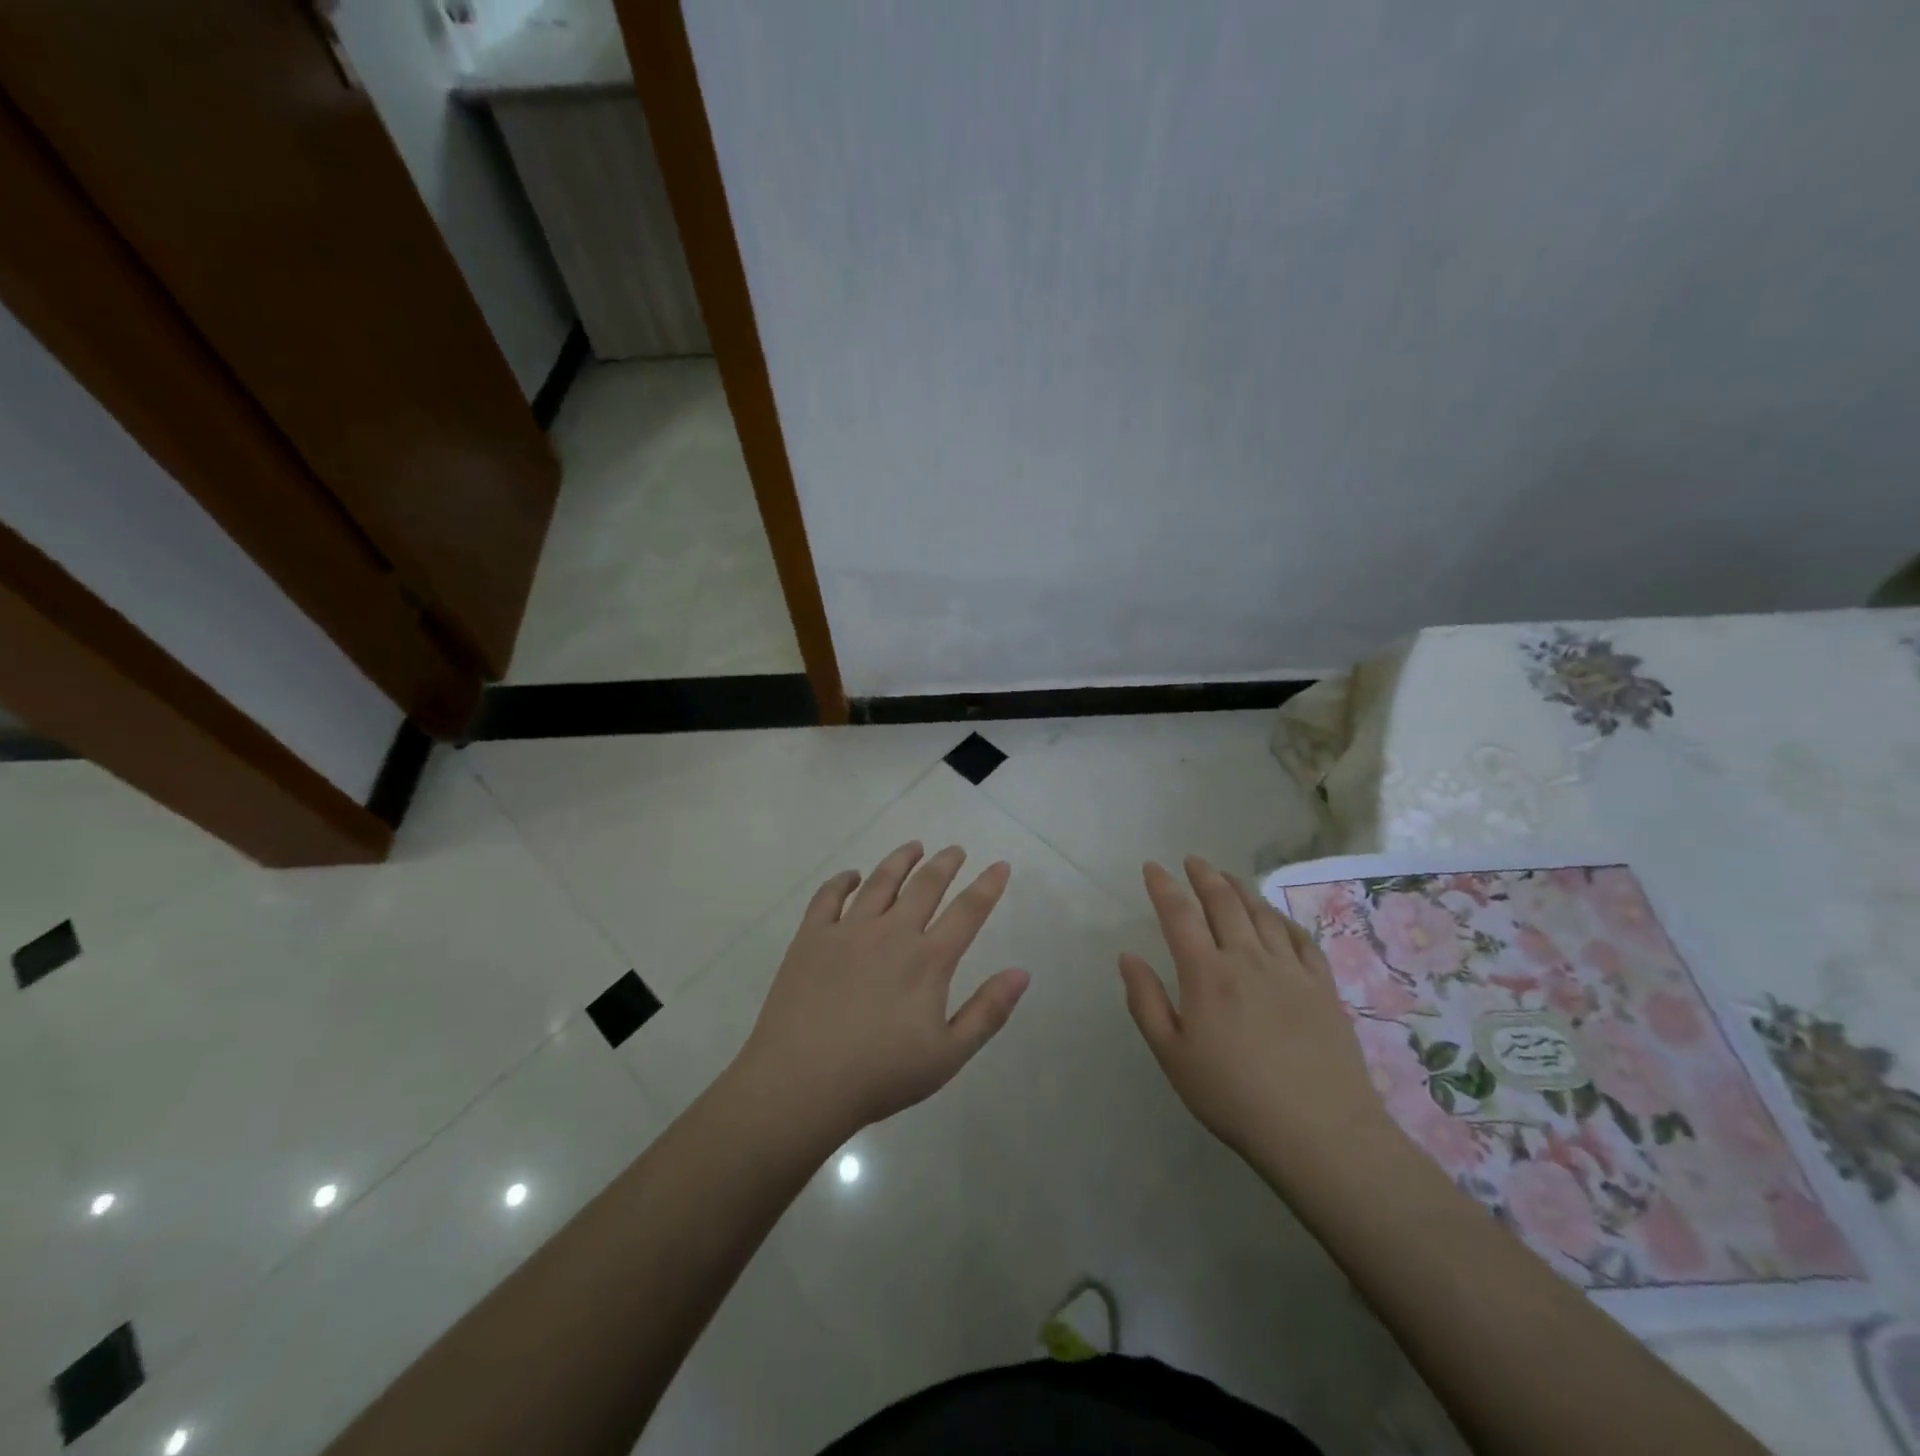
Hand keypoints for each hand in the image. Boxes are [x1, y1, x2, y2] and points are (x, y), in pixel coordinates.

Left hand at [734, 841, 1029, 1140]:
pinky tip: (851, 876)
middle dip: (945, 864)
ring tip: (914, 847)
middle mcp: (891, 933)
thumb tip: (1022, 972)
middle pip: (925, 885)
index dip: (988, 886)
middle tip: (955, 849)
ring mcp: (848, 931)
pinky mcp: (811, 937)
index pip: (967, 911)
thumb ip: (987, 1012)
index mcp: (928, 960)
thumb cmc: (880, 1075)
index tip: (1000, 865)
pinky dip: (842, 880)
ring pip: (880, 882)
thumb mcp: (947, 1055)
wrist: (801, 1083)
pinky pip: (828, 896)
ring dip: (900, 860)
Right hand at [1119, 856, 1395, 1174]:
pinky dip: (1283, 919)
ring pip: (1262, 914)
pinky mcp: (1323, 987)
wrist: (1319, 1132)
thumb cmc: (1233, 1097)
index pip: (1180, 915)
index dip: (1164, 887)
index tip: (1153, 867)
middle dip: (1204, 876)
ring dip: (1241, 889)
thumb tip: (1128, 957)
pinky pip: (1301, 939)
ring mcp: (1290, 970)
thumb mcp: (1172, 1056)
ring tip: (1228, 877)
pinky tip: (1276, 917)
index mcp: (1207, 974)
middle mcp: (1247, 959)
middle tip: (1192, 860)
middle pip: (1224, 903)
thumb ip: (1146, 1002)